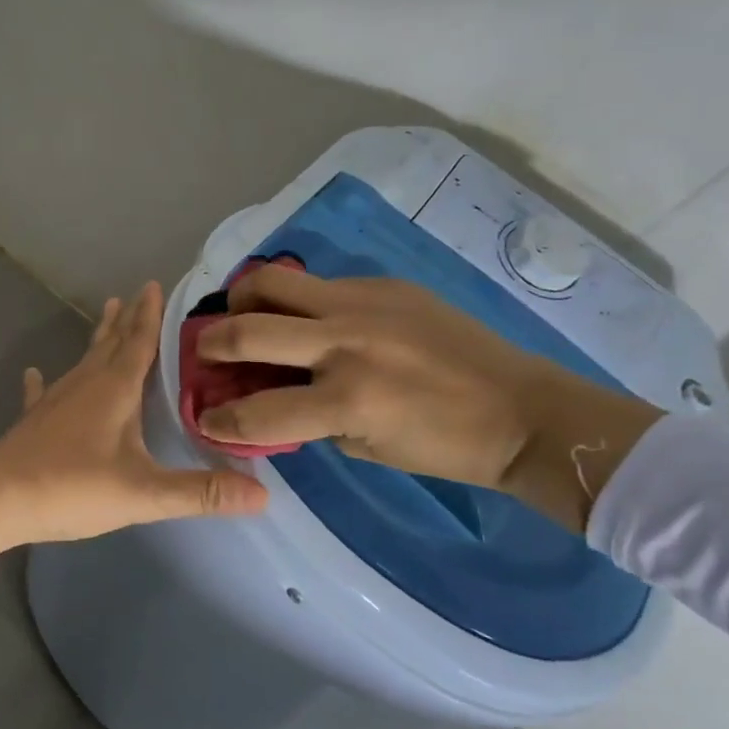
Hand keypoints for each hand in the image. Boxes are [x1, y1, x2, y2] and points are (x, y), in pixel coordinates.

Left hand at [0, 281, 267, 541]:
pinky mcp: (35, 419)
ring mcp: (57, 398)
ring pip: (84, 359)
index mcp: (115, 389)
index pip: (139, 343)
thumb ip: (201, 492)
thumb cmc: (75, 486)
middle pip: (111, 343)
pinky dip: (43, 382)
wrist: (2, 497)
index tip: (155, 285)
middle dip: (128, 318)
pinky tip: (35, 373)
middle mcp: (86, 383)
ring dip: (98, 338)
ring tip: (106, 314)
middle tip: (136, 293)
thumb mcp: (144, 493)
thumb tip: (262, 496)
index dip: (150, 316)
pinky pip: (43, 392)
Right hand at [194, 266, 660, 530]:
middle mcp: (345, 341)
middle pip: (247, 328)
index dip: (218, 421)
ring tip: (243, 315)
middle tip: (205, 352)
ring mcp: (363, 303)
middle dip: (211, 344)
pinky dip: (297, 300)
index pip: (255, 412)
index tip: (204, 417)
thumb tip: (267, 398)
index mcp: (346, 399)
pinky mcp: (382, 284)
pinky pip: (318, 284)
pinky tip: (308, 317)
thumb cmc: (445, 446)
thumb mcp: (364, 447)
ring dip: (243, 300)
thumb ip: (309, 419)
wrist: (524, 409)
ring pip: (272, 281)